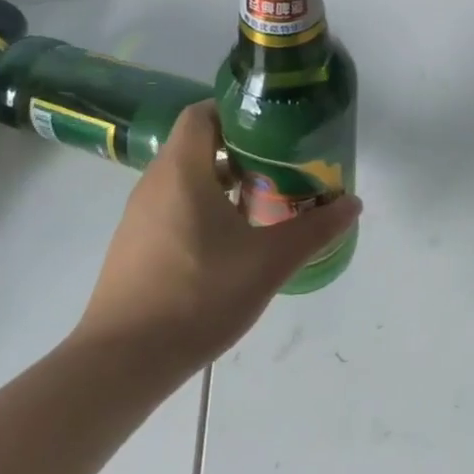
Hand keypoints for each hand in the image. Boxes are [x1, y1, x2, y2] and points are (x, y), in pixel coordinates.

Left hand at [71, 102, 360, 381]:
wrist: (121, 365)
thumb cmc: (197, 295)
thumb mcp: (270, 261)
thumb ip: (315, 229)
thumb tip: (352, 203)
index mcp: (181, 171)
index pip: (203, 113)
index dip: (238, 109)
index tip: (276, 123)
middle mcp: (155, 185)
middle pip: (200, 145)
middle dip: (244, 148)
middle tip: (285, 161)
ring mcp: (140, 218)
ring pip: (189, 179)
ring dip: (227, 180)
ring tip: (268, 198)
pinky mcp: (136, 248)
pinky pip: (176, 208)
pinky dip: (207, 208)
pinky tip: (237, 239)